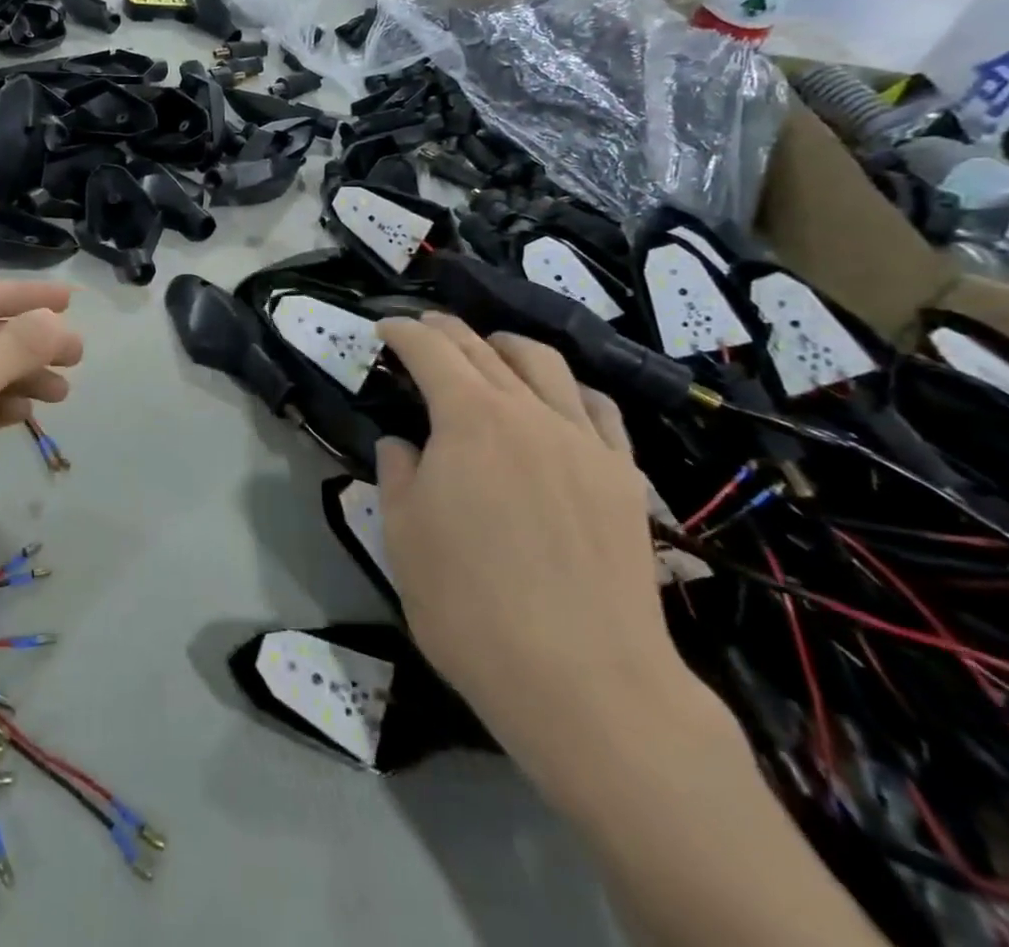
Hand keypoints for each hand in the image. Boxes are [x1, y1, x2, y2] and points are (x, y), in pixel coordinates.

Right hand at [375, 316, 693, 797]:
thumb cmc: (471, 608)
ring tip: (491, 347)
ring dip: (509, 345)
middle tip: (424, 327)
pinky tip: (562, 396)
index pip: (431, 351)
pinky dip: (569, 387)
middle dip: (448, 330)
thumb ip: (398, 474)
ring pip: (547, 365)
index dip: (403, 332)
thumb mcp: (404, 537)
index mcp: (469, 418)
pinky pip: (598, 408)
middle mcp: (529, 411)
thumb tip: (403, 444)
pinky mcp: (624, 476)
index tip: (384, 326)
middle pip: (485, 348)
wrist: (586, 682)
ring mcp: (584, 441)